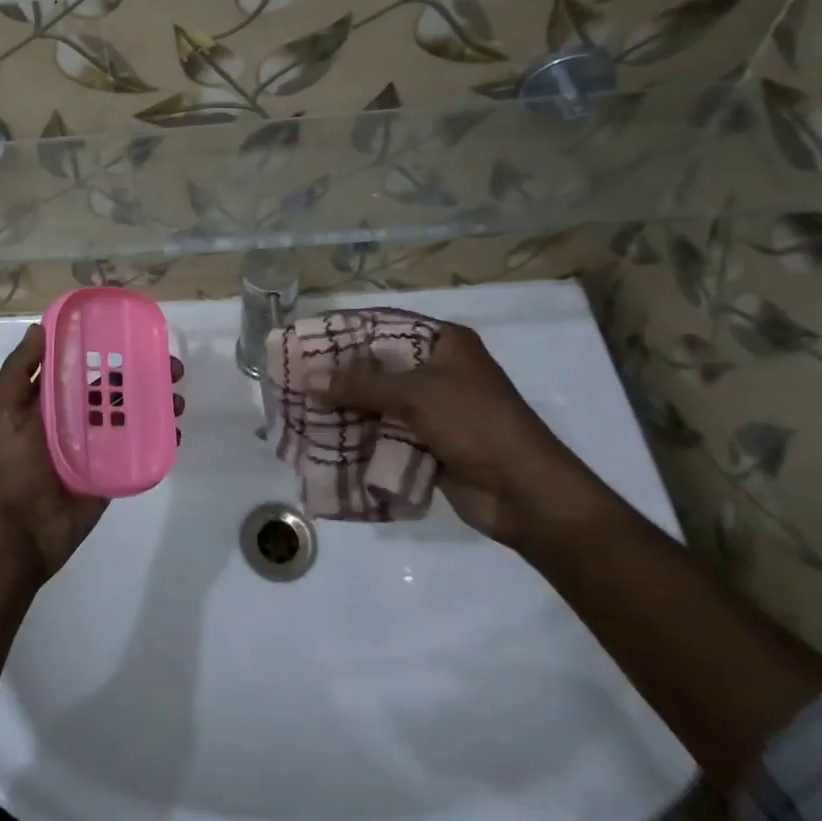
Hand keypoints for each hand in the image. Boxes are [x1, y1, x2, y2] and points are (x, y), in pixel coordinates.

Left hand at [0, 323, 184, 583]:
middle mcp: (74, 418)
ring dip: (156, 403)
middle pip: (113, 388)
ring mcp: (96, 446)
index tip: (133, 333)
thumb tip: (39, 328)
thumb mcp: (3, 414)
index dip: (104, 348)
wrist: (20, 537)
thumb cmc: (9, 470)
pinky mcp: (112, 472)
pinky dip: (159, 437)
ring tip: (178, 401)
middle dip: (142, 374)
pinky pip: (138, 448)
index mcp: (48, 401)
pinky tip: (174, 431)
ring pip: (131, 415)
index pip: (79, 365)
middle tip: (172, 368)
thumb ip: (18, 372)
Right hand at [320, 322, 608, 548]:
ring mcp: (433, 409)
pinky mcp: (428, 443)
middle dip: (339, 375)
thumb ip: (360, 385)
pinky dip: (360, 435)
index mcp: (445, 344)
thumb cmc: (476, 424)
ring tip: (300, 409)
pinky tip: (324, 438)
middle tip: (295, 378)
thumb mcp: (417, 394)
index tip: (306, 340)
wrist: (526, 493)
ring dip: (346, 408)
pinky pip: (385, 433)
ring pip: (378, 402)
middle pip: (377, 366)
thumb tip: (308, 380)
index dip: (344, 333)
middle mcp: (438, 371)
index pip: (384, 326)